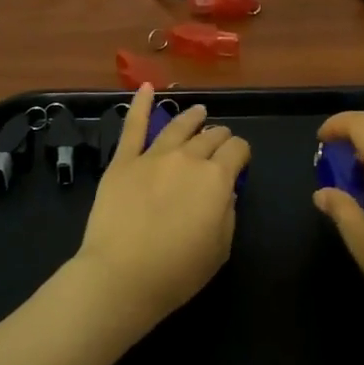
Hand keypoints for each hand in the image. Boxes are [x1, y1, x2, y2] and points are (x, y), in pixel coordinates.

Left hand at [74, 85, 250, 338]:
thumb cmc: (177, 272)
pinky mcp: (123, 161)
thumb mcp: (220, 249)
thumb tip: (225, 193)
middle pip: (210, 137)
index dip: (242, 153)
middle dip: (220, 136)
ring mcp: (153, 156)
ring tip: (199, 111)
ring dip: (192, 117)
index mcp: (217, 179)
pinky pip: (133, 127)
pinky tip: (145, 88)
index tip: (240, 160)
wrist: (121, 276)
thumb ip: (228, 214)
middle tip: (221, 139)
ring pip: (177, 126)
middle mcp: (188, 158)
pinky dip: (140, 105)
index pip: (237, 150)